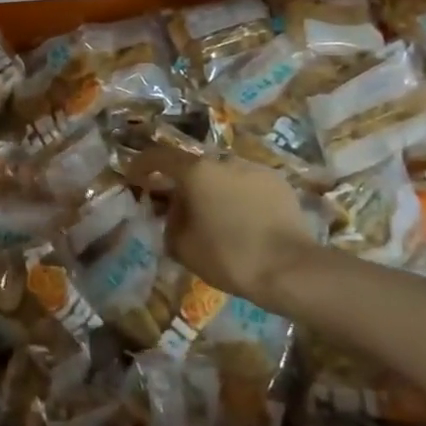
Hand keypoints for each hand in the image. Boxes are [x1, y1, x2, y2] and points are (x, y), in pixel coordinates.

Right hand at [127, 146, 322, 306]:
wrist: (291, 269)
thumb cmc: (229, 257)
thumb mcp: (183, 247)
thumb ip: (170, 223)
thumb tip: (174, 212)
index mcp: (196, 171)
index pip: (159, 156)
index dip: (142, 164)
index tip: (134, 176)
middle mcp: (223, 160)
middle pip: (194, 166)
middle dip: (183, 183)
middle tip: (179, 206)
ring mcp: (254, 168)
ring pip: (223, 174)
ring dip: (213, 189)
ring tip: (216, 216)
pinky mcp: (278, 182)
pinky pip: (247, 184)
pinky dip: (238, 196)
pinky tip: (243, 220)